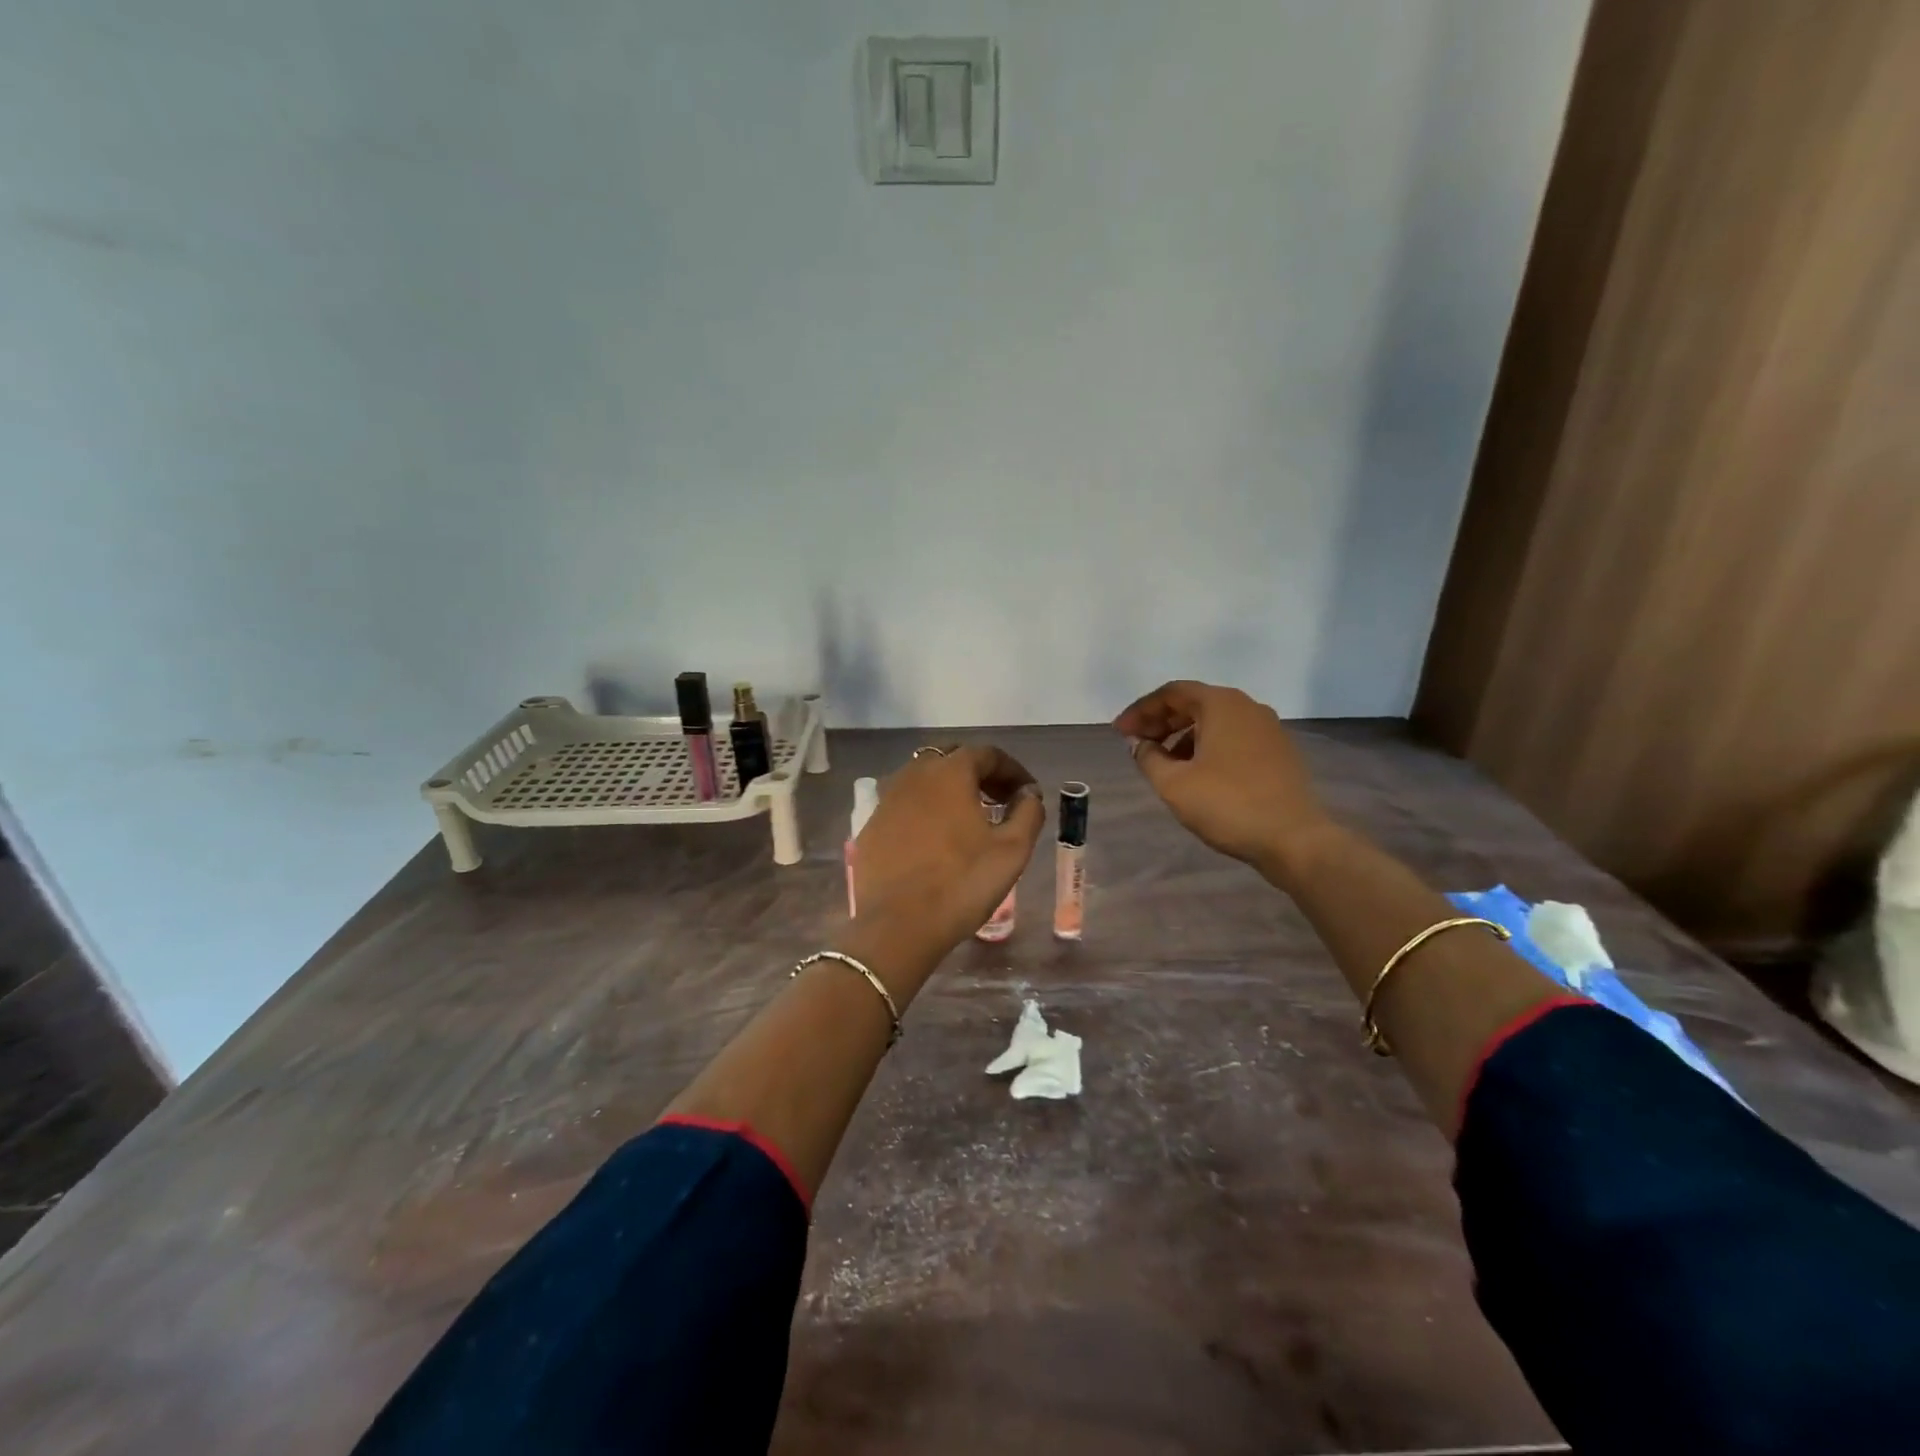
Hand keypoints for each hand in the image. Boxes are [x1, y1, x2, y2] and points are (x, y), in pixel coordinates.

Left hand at [847, 744, 1045, 969]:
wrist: (898, 925)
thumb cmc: (962, 883)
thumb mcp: (1012, 850)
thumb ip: (1028, 813)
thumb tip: (1028, 794)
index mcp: (950, 773)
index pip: (987, 754)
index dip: (1012, 770)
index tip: (1027, 793)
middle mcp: (913, 775)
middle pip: (951, 759)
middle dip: (979, 774)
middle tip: (1000, 800)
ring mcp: (887, 800)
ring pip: (923, 780)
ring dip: (950, 790)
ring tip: (969, 818)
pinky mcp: (871, 827)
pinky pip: (904, 806)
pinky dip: (925, 811)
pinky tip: (935, 840)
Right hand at [1114, 680, 1331, 880]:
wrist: (1294, 839)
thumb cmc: (1227, 804)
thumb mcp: (1173, 783)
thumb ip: (1148, 757)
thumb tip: (1139, 743)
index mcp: (1221, 704)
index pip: (1171, 693)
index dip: (1140, 711)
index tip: (1119, 733)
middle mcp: (1247, 706)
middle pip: (1194, 703)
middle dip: (1161, 722)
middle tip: (1137, 745)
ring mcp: (1268, 728)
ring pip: (1215, 721)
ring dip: (1183, 736)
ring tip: (1163, 764)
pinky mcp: (1279, 752)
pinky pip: (1234, 737)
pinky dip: (1208, 746)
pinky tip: (1196, 774)